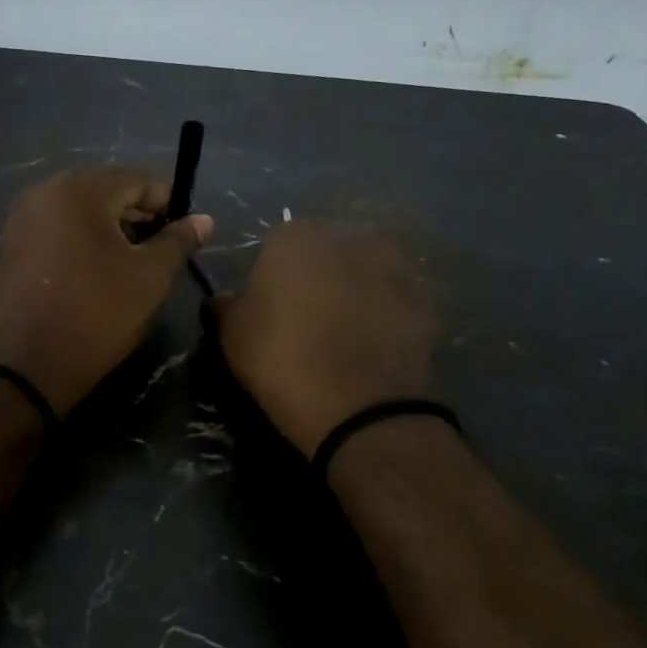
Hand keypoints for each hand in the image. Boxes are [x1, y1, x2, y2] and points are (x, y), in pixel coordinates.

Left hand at [0, 168, 211, 415]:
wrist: (24, 369)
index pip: (139, 179)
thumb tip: (203, 219)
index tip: (183, 237)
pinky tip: (92, 273)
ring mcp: (20, 217)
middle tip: (159, 253)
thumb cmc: (95, 316)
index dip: (169, 204)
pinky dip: (79, 241)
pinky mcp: (9, 244)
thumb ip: (178, 241)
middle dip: (137, 217)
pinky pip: (55, 229)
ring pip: (79, 210)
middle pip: (106, 190)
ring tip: (128, 266)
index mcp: (79, 189)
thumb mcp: (149, 279)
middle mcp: (43, 191)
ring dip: (109, 230)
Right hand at [211, 220, 439, 458]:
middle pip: (328, 252)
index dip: (274, 273)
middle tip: (310, 315)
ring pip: (368, 273)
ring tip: (348, 330)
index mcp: (296, 239)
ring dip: (360, 291)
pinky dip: (390, 319)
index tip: (271, 303)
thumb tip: (222, 299)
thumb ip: (225, 307)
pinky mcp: (424, 306)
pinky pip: (398, 306)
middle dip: (321, 275)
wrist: (358, 408)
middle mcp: (347, 242)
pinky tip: (377, 347)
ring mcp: (392, 271)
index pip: (279, 243)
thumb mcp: (231, 335)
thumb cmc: (280, 360)